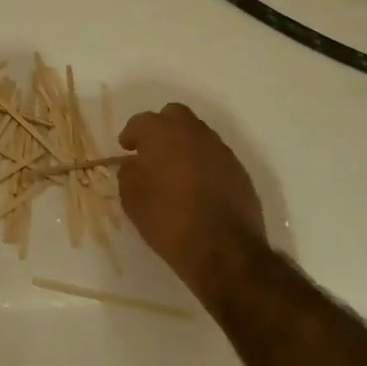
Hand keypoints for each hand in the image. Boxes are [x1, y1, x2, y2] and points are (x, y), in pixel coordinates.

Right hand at [119, 103, 266, 300]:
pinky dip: (203, 163)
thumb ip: (129, 172)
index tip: (127, 149)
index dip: (131, 134)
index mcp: (162, 133)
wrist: (224, 251)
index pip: (141, 121)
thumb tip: (135, 164)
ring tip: (176, 170)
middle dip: (161, 127)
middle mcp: (193, 132)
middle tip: (152, 150)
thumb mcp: (132, 198)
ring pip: (198, 134)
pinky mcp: (239, 170)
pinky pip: (215, 156)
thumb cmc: (168, 220)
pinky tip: (198, 186)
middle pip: (175, 115)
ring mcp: (220, 150)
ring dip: (184, 145)